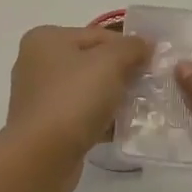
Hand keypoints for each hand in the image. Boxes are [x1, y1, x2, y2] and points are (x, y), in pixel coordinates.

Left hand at [1, 25, 150, 191]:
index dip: (128, 46)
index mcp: (46, 39)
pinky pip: (80, 114)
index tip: (154, 63)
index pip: (97, 35)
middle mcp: (37, 63)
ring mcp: (39, 96)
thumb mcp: (109, 63)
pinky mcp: (45, 125)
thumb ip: (131, 47)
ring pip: (87, 89)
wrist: (42, 157)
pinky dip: (101, 118)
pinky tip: (123, 128)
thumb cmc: (73, 99)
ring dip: (113, 98)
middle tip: (150, 86)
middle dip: (122, 73)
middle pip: (92, 61)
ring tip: (142, 109)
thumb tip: (145, 43)